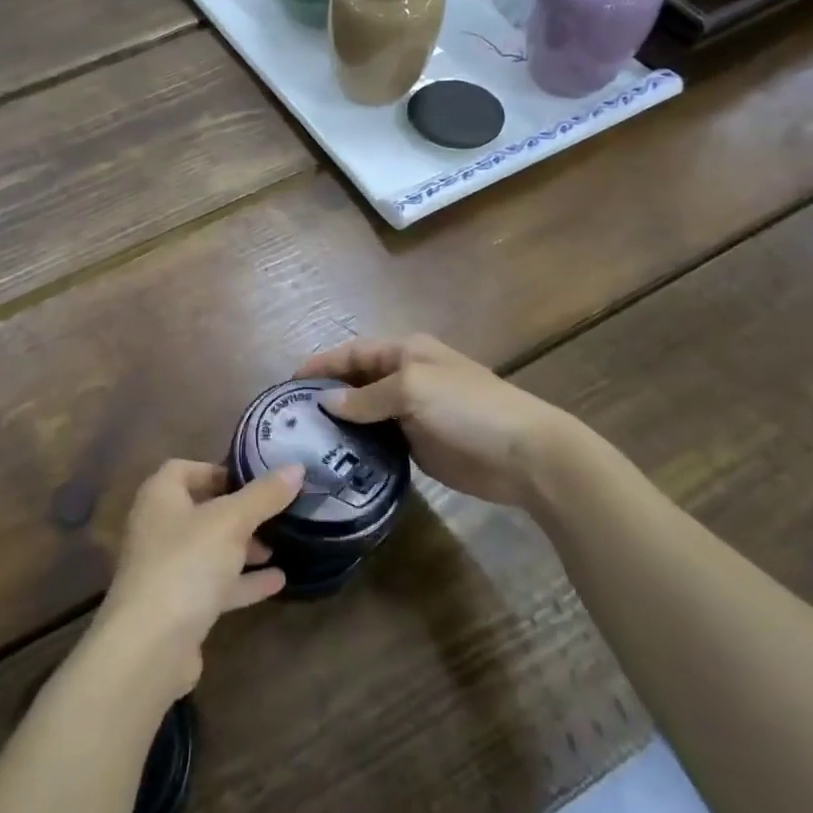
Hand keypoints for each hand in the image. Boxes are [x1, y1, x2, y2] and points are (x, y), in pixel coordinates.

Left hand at [96, 459, 303, 699]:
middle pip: (201, 510)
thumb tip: (296, 467)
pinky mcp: (178, 607)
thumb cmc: (186, 564)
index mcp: (160, 497)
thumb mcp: (231, 522)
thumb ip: (264, 495)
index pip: (184, 469)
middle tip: (275, 513)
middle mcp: (158, 528)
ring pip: (209, 549)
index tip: (254, 478)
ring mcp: (166, 569)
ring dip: (243, 548)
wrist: (150, 646)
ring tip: (280, 546)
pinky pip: (214, 585)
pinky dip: (243, 581)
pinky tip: (278, 582)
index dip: (218, 470)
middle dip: (238, 512)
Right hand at [297, 334, 583, 512]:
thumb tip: (326, 403)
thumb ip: (366, 396)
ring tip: (306, 442)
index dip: (322, 364)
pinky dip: (359, 446)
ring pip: (365, 413)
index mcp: (406, 353)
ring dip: (341, 424)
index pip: (353, 353)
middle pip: (356, 382)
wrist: (524, 454)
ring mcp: (412, 413)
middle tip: (291, 419)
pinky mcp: (419, 444)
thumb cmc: (468, 407)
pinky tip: (337, 459)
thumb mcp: (413, 389)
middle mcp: (405, 378)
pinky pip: (380, 440)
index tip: (288, 384)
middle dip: (327, 395)